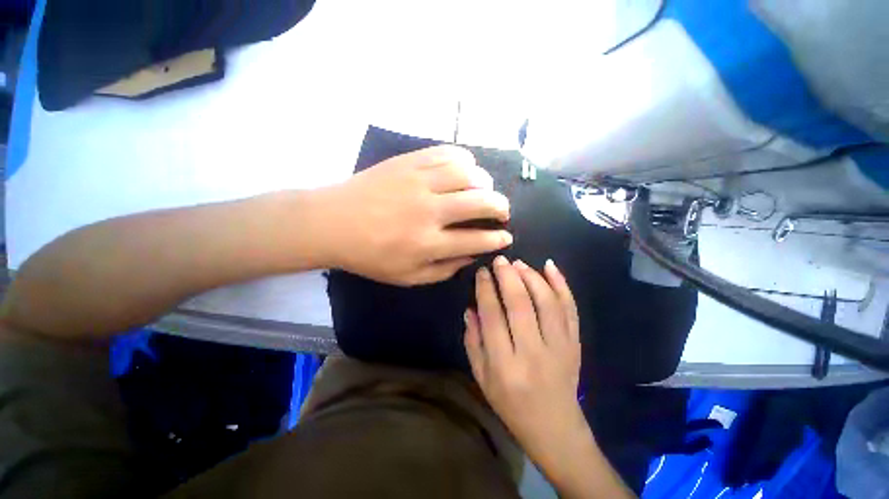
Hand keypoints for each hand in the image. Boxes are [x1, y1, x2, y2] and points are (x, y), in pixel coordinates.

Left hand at [321, 146, 511, 285]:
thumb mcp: (407, 277)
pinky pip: (447, 153)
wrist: (331, 222)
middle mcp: (428, 211)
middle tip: (503, 211)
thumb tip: (472, 256)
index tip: (506, 236)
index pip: (476, 239)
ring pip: (468, 173)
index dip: (497, 238)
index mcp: (427, 243)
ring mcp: (418, 182)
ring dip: (486, 182)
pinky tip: (466, 169)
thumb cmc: (369, 256)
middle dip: (501, 207)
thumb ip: (443, 270)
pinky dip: (464, 160)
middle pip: (480, 202)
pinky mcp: (408, 162)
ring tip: (486, 189)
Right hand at [464, 256, 586, 473]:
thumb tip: (471, 308)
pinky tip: (550, 267)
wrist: (555, 427)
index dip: (485, 289)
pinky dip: (562, 285)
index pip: (493, 316)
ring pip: (547, 302)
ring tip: (518, 263)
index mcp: (504, 364)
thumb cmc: (510, 404)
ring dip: (532, 277)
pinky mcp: (575, 344)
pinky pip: (570, 309)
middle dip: (508, 276)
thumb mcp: (481, 377)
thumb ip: (473, 341)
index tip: (482, 272)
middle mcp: (533, 353)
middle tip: (499, 261)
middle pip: (520, 304)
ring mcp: (560, 347)